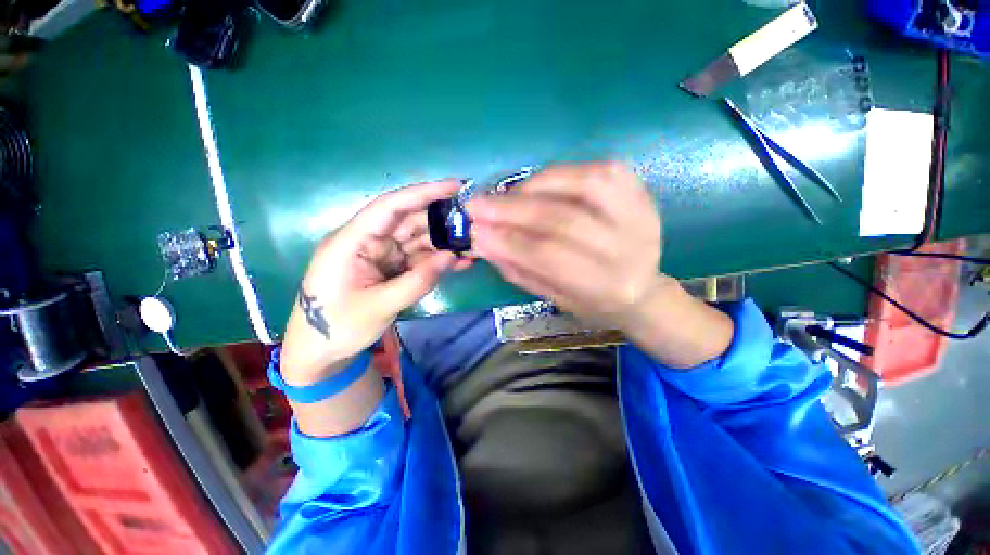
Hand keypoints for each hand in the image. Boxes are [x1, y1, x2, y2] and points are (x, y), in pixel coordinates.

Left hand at [280, 179, 468, 385]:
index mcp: (352, 241)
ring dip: (444, 242)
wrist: (321, 353)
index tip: (454, 187)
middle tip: (474, 221)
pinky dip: (438, 261)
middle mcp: (368, 241)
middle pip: (409, 221)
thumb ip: (417, 281)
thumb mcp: (379, 307)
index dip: (422, 193)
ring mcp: (381, 255)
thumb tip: (452, 256)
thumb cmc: (338, 328)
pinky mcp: (391, 268)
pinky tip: (461, 262)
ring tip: (474, 244)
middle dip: (441, 220)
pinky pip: (418, 259)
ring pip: (418, 240)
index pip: (390, 206)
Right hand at [469, 162, 733, 368]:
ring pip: (579, 185)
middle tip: (476, 205)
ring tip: (503, 197)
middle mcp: (628, 246)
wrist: (642, 288)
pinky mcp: (638, 190)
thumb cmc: (594, 301)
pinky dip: (557, 175)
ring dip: (531, 187)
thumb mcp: (554, 297)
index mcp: (607, 285)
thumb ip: (519, 269)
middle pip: (560, 218)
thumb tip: (482, 241)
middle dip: (510, 210)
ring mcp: (638, 212)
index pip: (547, 255)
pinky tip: (534, 186)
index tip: (474, 231)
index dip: (506, 241)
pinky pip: (593, 170)